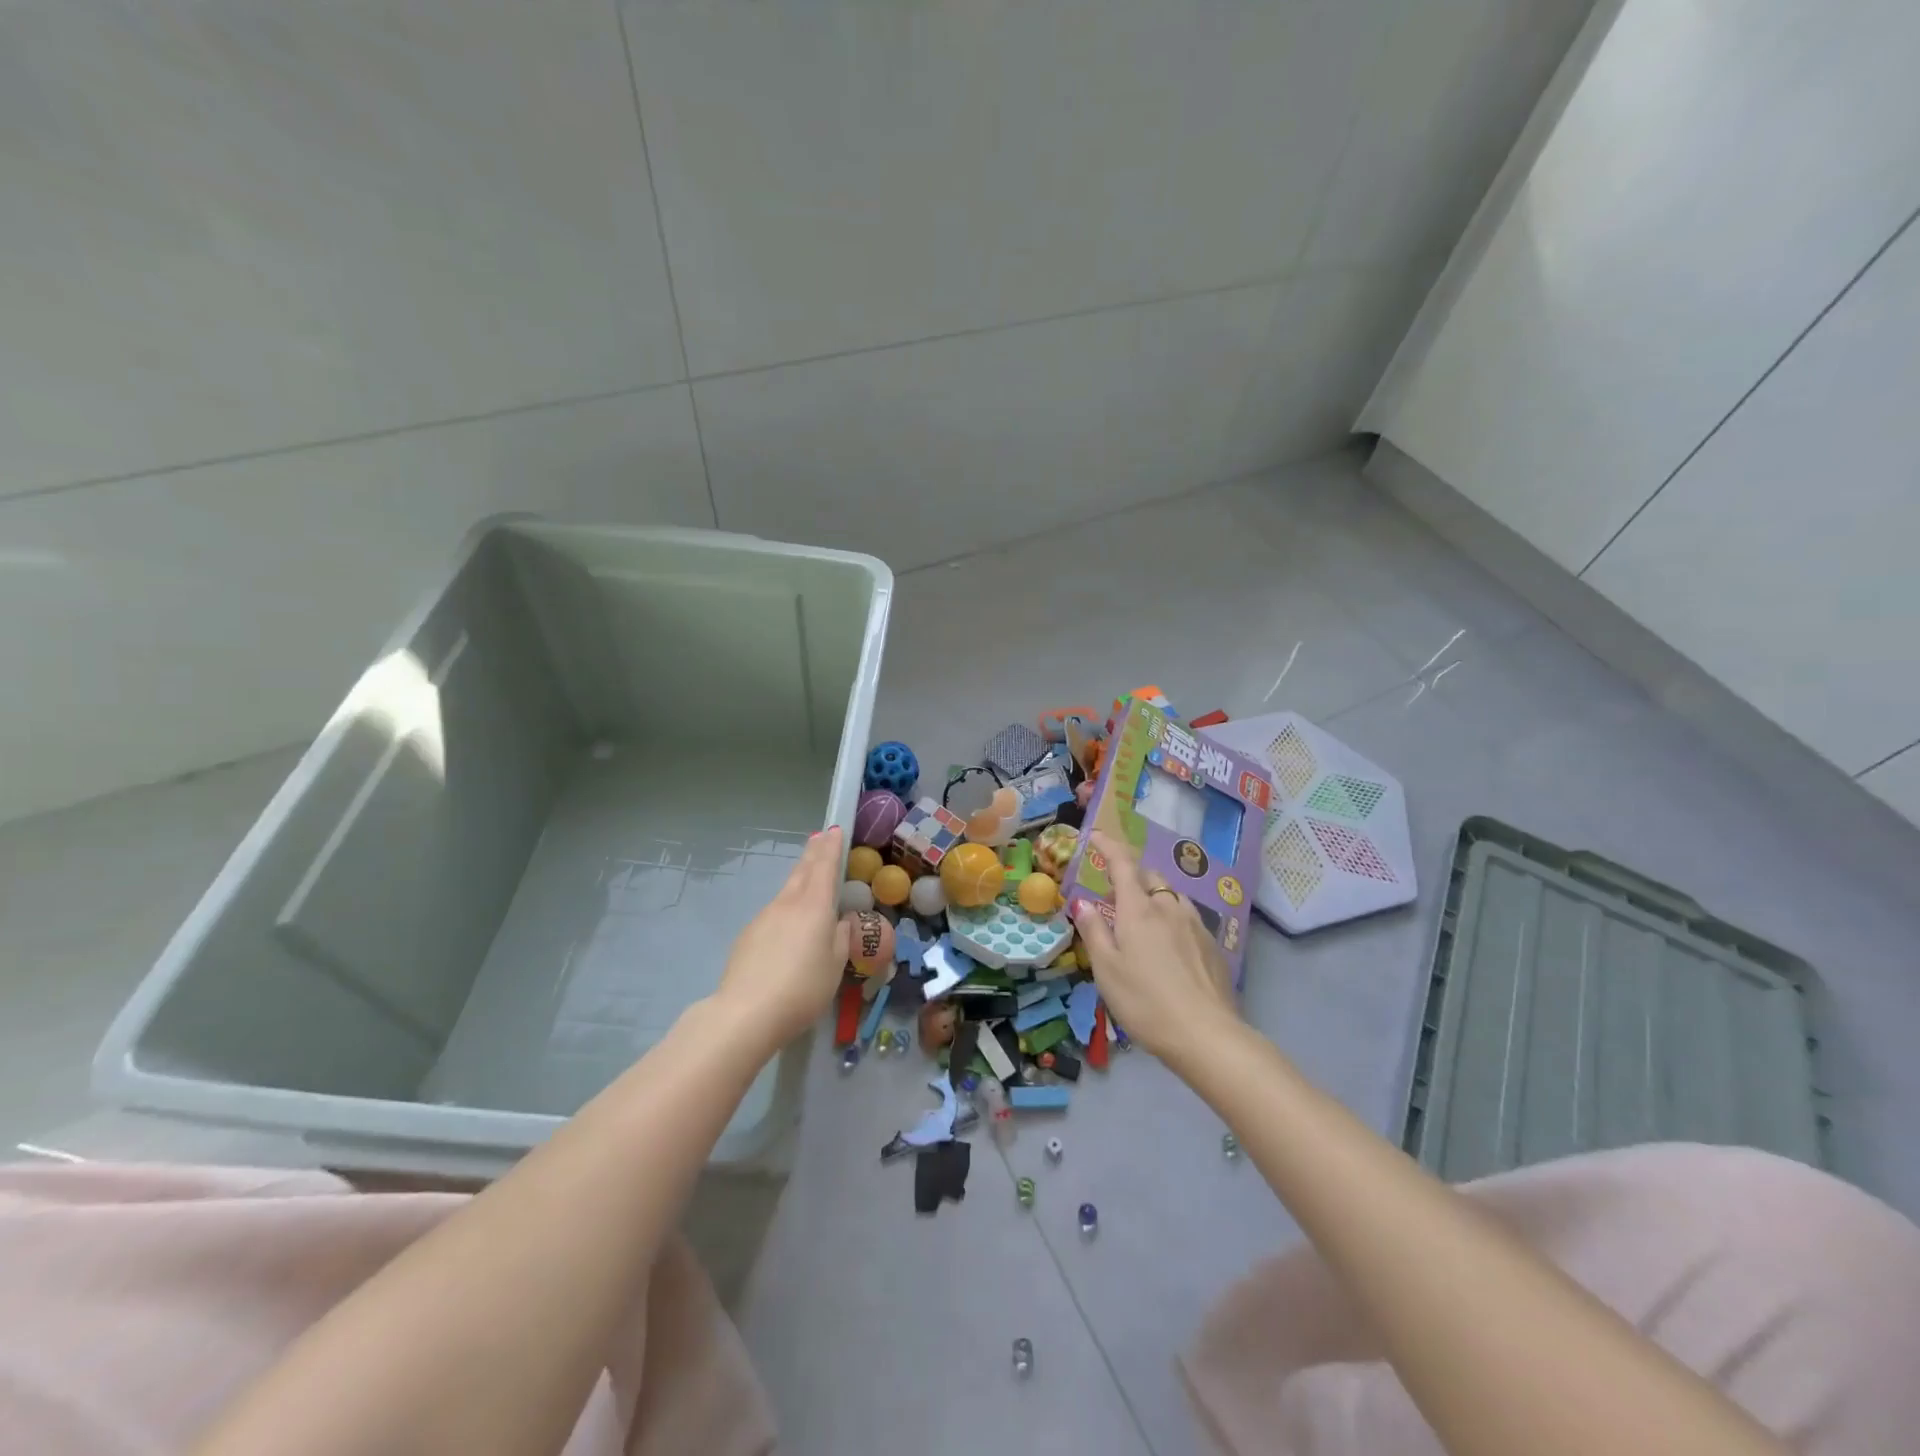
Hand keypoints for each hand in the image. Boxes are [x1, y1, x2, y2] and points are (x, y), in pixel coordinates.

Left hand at [715, 826, 851, 1053]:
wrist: (745, 1013)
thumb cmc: (802, 988)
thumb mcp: (835, 965)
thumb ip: (840, 938)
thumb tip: (839, 921)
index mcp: (814, 906)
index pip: (824, 867)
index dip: (831, 847)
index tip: (834, 830)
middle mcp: (787, 904)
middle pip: (802, 872)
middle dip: (813, 854)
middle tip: (820, 838)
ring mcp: (763, 918)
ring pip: (786, 892)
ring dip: (799, 881)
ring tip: (809, 879)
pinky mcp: (748, 936)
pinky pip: (774, 915)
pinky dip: (786, 910)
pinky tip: (788, 929)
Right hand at [1072, 828, 1239, 1066]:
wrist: (1207, 1035)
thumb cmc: (1145, 1002)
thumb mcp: (1106, 969)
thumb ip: (1094, 931)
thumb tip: (1082, 901)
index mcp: (1138, 909)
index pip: (1122, 863)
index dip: (1108, 845)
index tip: (1096, 836)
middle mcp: (1169, 907)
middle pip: (1150, 876)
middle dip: (1132, 876)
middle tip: (1114, 895)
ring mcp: (1195, 925)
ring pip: (1172, 896)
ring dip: (1154, 897)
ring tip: (1143, 922)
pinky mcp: (1212, 945)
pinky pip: (1187, 918)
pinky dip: (1172, 919)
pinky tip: (1169, 947)